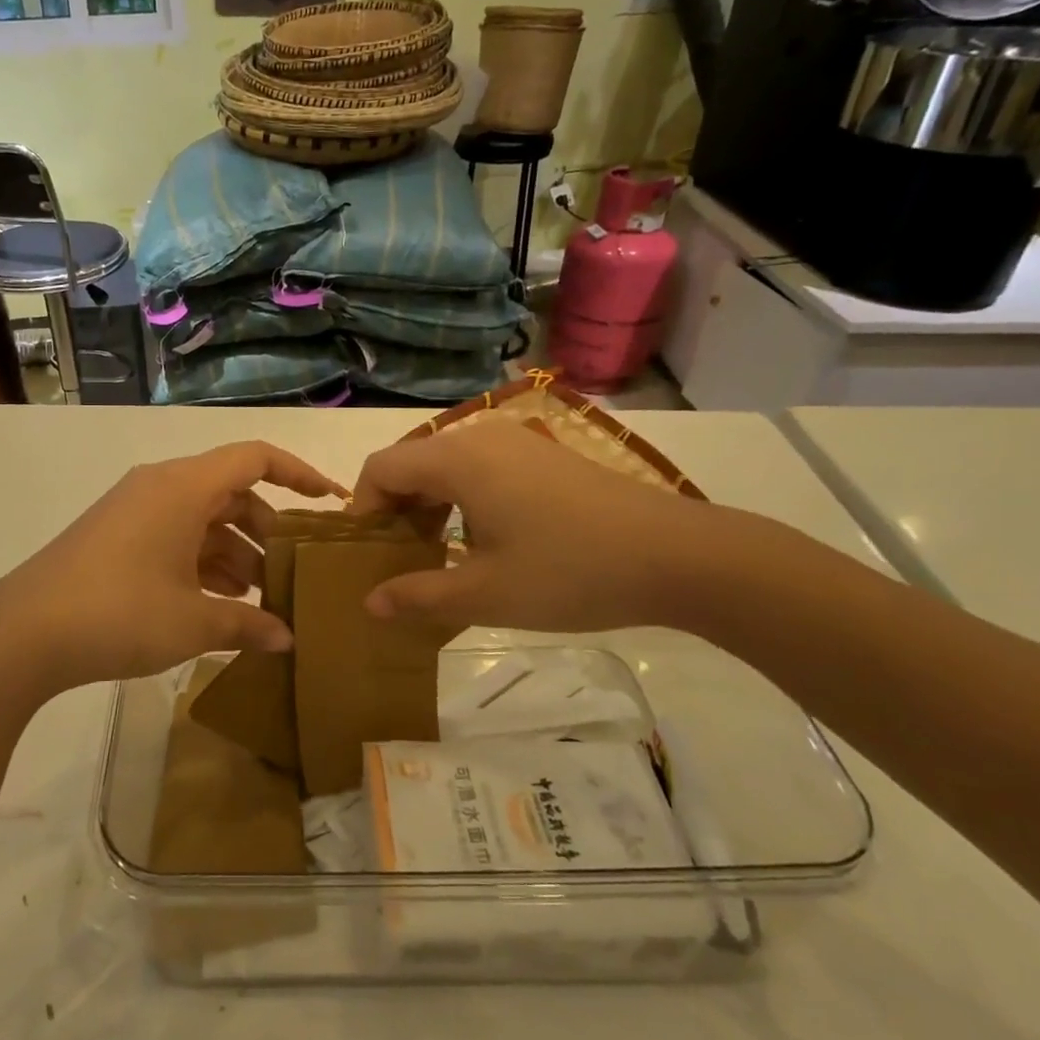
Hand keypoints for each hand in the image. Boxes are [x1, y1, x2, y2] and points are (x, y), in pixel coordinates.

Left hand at [0, 441, 343, 693]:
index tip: (331, 502)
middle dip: (266, 530)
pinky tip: (216, 604)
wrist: (22, 634)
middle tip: (290, 572)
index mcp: (184, 487)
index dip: (299, 474)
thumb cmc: (119, 613)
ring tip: (257, 599)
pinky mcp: (115, 536)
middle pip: (231, 491)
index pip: (255, 458)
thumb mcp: (193, 622)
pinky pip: (174, 536)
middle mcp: (160, 487)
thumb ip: (247, 624)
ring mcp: (134, 511)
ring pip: (202, 518)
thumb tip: (286, 639)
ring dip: (234, 553)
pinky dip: (201, 562)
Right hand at [349, 423, 722, 632]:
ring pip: (446, 465)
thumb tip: (369, 602)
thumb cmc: (569, 572)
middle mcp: (481, 436)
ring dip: (428, 506)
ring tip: (436, 555)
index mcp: (457, 460)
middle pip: (411, 463)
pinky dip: (461, 499)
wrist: (677, 557)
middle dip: (394, 511)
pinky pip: (479, 468)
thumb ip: (418, 595)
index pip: (381, 468)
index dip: (362, 510)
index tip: (367, 556)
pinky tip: (482, 541)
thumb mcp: (484, 593)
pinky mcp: (544, 456)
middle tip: (398, 561)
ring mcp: (517, 442)